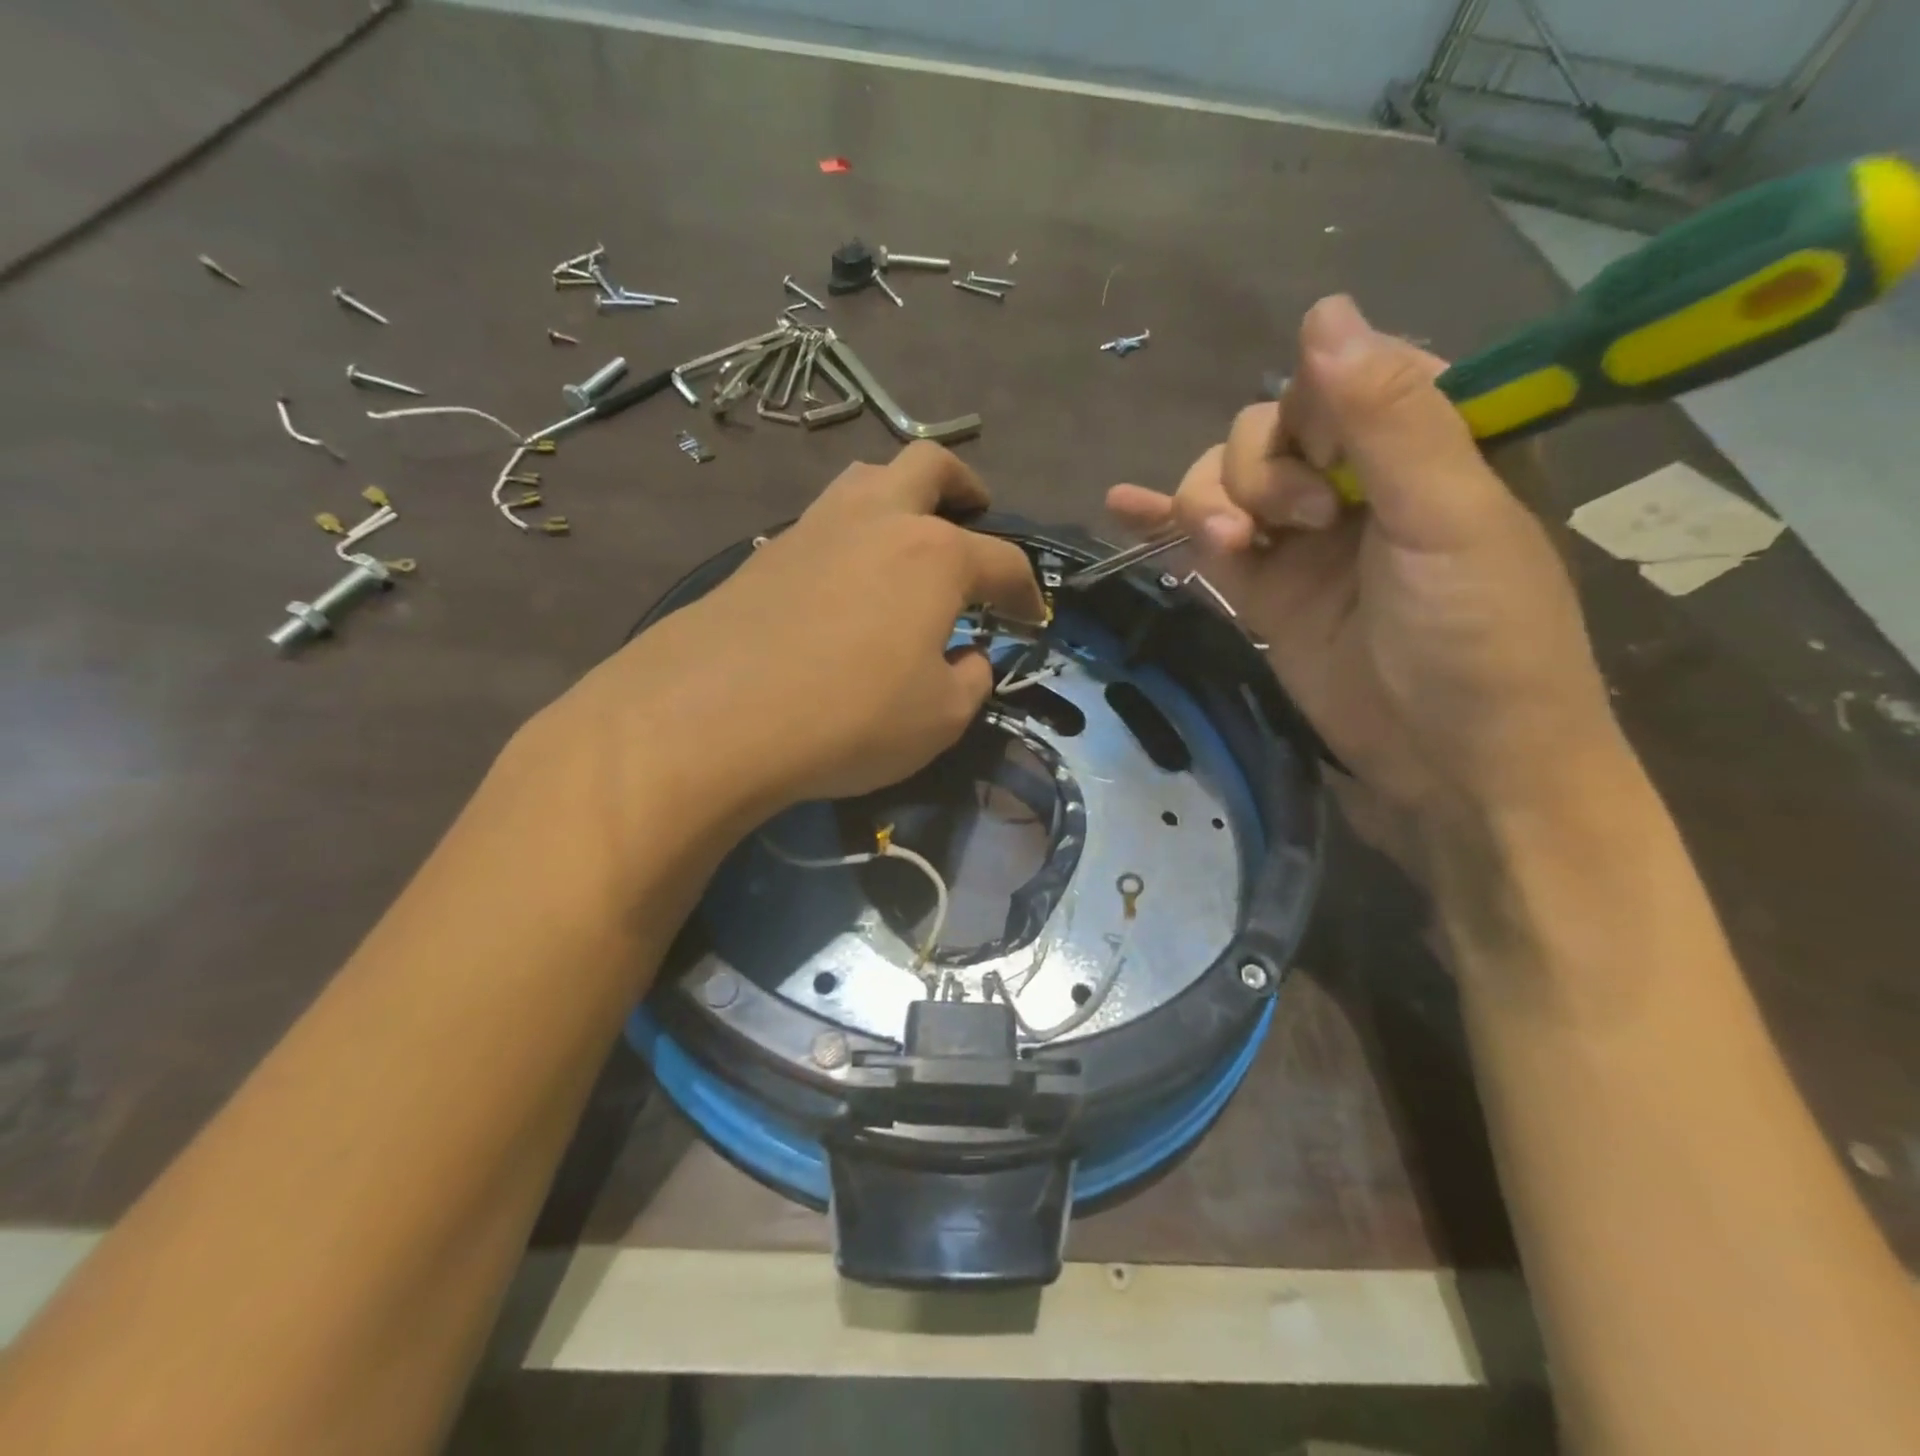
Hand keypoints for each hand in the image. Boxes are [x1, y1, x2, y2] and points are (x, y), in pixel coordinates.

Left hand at [540, 441, 1044, 824]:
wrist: (713, 717)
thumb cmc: (849, 718)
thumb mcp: (939, 718)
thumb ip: (969, 682)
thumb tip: (967, 658)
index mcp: (934, 556)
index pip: (1002, 561)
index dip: (1025, 591)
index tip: (1032, 617)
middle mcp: (877, 521)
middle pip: (929, 465)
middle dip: (964, 487)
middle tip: (975, 515)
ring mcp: (813, 528)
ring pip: (865, 479)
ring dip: (899, 495)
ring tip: (907, 539)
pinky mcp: (764, 553)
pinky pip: (821, 522)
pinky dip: (849, 536)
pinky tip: (846, 581)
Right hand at [1108, 296, 1622, 840]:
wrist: (1454, 763)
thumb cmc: (1480, 638)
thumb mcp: (1448, 518)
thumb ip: (1389, 418)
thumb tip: (1322, 310)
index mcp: (1424, 444)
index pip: (1340, 378)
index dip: (1312, 408)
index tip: (1327, 462)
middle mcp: (1357, 480)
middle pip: (1265, 429)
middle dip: (1257, 469)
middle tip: (1298, 524)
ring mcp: (1302, 540)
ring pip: (1225, 482)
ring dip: (1208, 503)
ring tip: (1229, 550)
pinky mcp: (1263, 592)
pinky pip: (1203, 543)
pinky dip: (1163, 524)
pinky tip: (1121, 505)